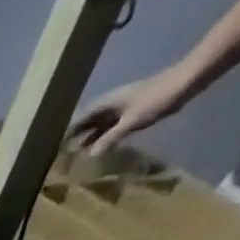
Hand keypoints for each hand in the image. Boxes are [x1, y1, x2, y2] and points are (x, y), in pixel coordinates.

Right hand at [70, 62, 200, 155]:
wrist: (188, 80)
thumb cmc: (158, 98)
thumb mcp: (132, 121)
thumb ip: (110, 138)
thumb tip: (89, 156)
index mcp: (105, 104)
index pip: (78, 121)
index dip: (65, 134)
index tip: (51, 151)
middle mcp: (109, 106)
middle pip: (85, 124)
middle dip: (73, 139)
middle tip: (58, 159)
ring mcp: (120, 109)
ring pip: (96, 127)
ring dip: (86, 141)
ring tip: (74, 159)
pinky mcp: (130, 114)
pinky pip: (109, 129)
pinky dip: (101, 139)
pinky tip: (98, 151)